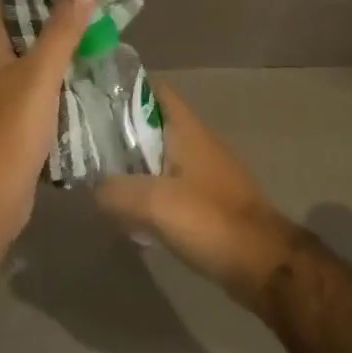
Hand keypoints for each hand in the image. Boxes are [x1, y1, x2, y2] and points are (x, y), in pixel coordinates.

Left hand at [0, 0, 97, 256]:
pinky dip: (69, 71)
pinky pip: (46, 81)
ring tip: (110, 25)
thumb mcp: (39, 76)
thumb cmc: (8, 134)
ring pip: (42, 53)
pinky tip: (97, 68)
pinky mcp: (19, 115)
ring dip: (70, 40)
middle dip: (67, 7)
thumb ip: (63, 28)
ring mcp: (5, 89)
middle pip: (32, 21)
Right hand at [93, 83, 301, 312]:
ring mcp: (207, 171)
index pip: (154, 90)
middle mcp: (198, 142)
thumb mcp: (154, 203)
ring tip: (103, 182)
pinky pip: (173, 185)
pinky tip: (134, 215)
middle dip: (123, 133)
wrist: (262, 261)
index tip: (94, 103)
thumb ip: (115, 190)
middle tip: (89, 148)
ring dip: (136, 166)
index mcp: (187, 129)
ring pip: (162, 156)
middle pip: (154, 124)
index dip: (124, 91)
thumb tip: (94, 188)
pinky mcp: (211, 199)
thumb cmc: (209, 219)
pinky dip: (152, 192)